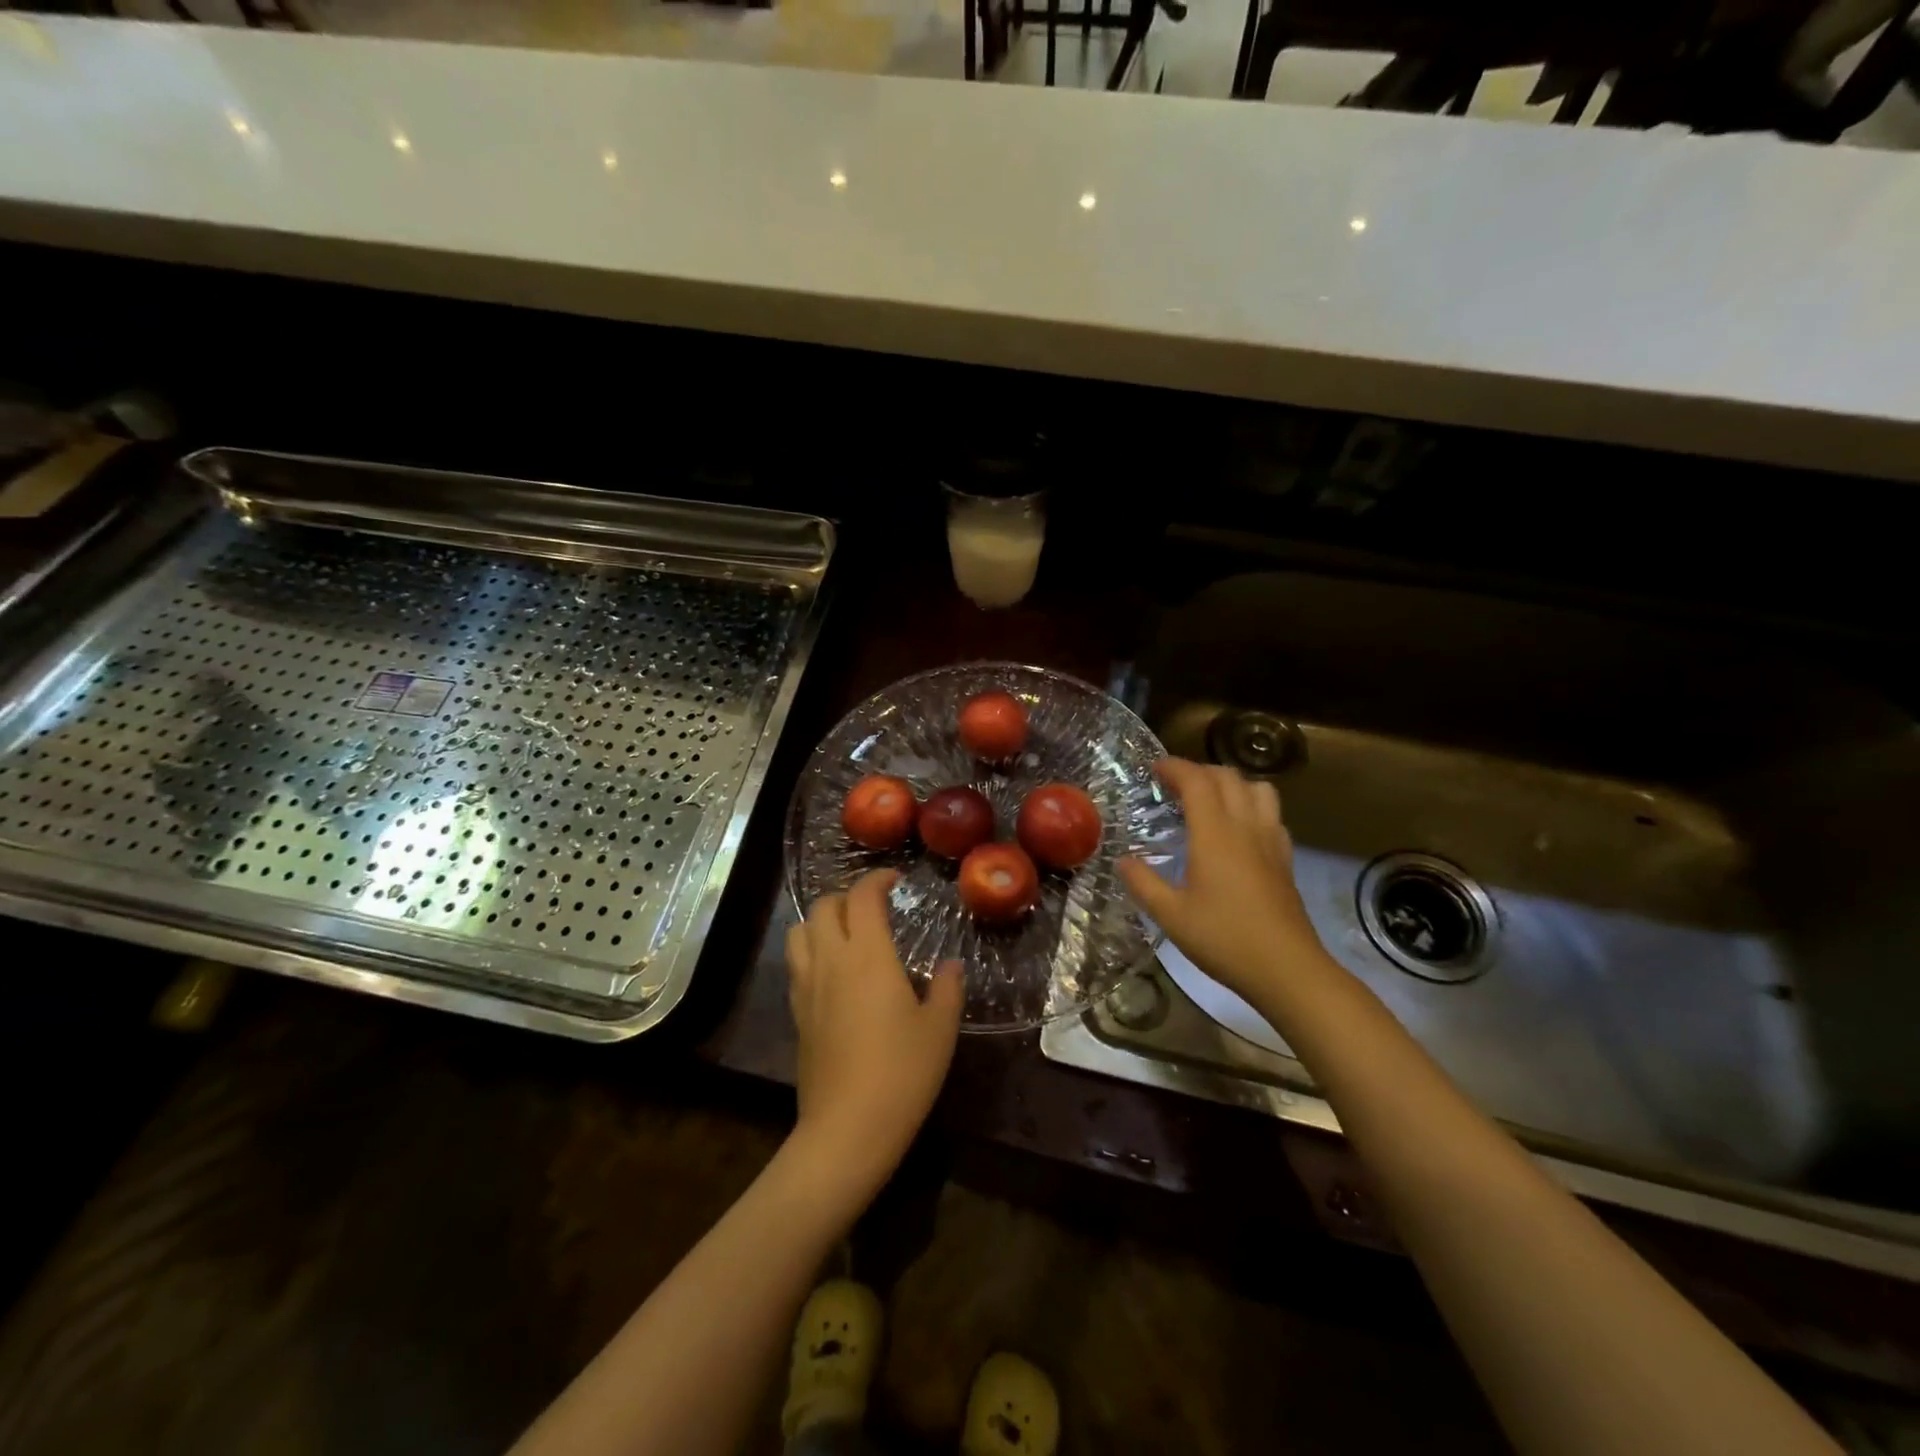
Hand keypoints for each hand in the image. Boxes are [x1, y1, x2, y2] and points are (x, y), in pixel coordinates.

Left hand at [784, 869, 963, 1197]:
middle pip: (823, 906)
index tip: (895, 880)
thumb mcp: (940, 1028)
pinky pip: (797, 964)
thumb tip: (952, 965)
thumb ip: (948, 988)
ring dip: (821, 921)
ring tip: (847, 934)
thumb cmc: (902, 1072)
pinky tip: (834, 974)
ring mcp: (808, 987)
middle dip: (847, 897)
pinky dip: (812, 952)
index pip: (862, 897)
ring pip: (799, 931)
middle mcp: (831, 960)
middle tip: (873, 909)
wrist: (847, 1128)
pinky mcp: (797, 1014)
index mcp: (867, 954)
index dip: (877, 879)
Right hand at [1119, 758, 1331, 1006]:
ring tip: (1210, 799)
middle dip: (1200, 771)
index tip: (1154, 768)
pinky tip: (1239, 830)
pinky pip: (1272, 814)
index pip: (1197, 781)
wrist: (1288, 969)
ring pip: (1258, 789)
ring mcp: (1271, 841)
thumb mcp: (1171, 915)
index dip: (1175, 767)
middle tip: (1175, 784)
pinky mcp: (1285, 859)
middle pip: (1228, 777)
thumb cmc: (1224, 939)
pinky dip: (1252, 806)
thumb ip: (1143, 883)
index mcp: (1215, 834)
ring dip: (1232, 783)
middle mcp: (1246, 827)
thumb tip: (1122, 860)